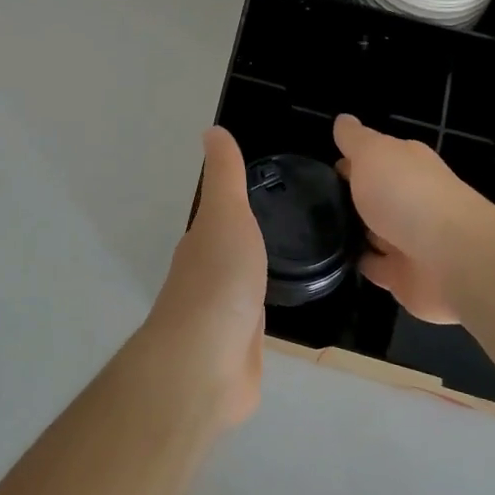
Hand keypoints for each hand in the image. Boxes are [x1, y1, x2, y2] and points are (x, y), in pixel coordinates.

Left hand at [130, 127, 267, 430]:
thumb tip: (212, 130)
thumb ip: (224, 177)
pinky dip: (266, 311)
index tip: (265, 190)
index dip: (236, 204)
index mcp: (202, 243)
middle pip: (230, 250)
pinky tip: (282, 308)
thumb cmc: (219, 281)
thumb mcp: (225, 215)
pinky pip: (256, 321)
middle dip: (249, 238)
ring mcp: (222, 316)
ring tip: (292, 261)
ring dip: (258, 274)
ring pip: (243, 285)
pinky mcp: (240, 349)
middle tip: (290, 223)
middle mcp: (207, 276)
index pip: (219, 217)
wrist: (207, 364)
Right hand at [334, 113, 494, 324]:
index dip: (350, 160)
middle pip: (375, 195)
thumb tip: (343, 120)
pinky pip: (374, 266)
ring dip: (353, 231)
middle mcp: (411, 199)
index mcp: (407, 165)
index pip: (375, 158)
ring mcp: (408, 239)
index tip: (320, 169)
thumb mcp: (373, 153)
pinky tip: (332, 259)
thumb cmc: (408, 194)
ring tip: (314, 230)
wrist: (451, 258)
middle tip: (310, 201)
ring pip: (373, 231)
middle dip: (350, 197)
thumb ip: (355, 139)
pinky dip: (358, 262)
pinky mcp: (403, 275)